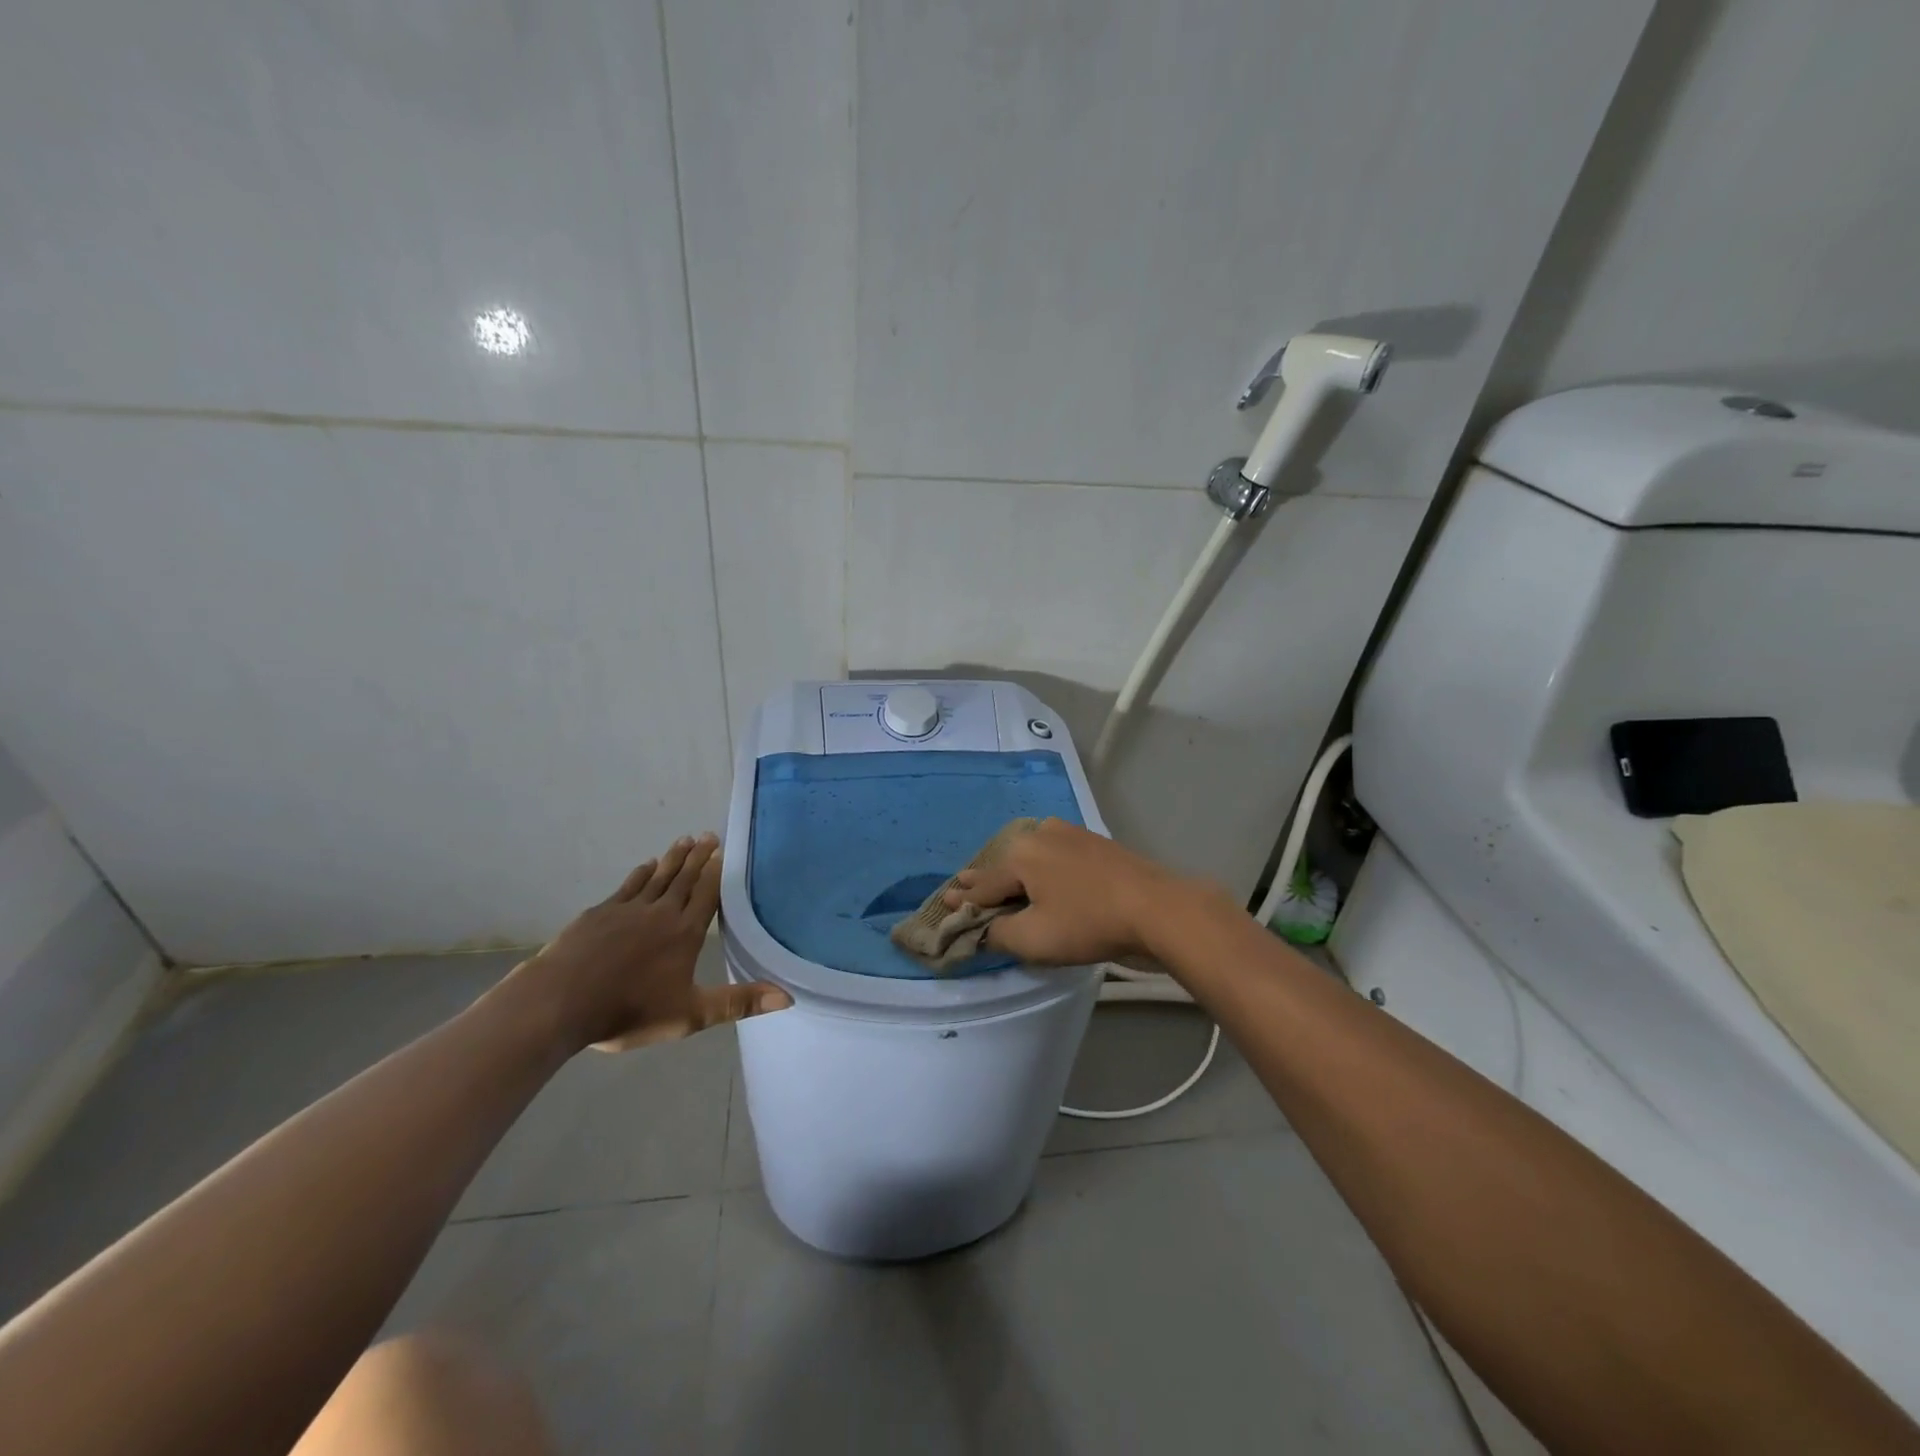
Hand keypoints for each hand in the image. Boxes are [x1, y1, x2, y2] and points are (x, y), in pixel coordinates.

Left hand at [512, 834, 791, 1052]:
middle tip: (709, 834)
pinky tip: (645, 866)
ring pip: (657, 877)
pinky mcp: (599, 913)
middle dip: (698, 857)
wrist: (559, 1003)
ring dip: (672, 858)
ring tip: (684, 839)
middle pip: (684, 879)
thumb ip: (738, 1003)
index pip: (706, 895)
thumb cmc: (628, 1010)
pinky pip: (627, 886)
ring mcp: (627, 910)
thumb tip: (788, 998)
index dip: (716, 873)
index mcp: (684, 933)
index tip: (724, 850)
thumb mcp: (690, 1015)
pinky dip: (640, 874)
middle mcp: (660, 913)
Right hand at [944, 818, 1215, 964]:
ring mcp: (1070, 833)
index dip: (963, 898)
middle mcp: (1040, 833)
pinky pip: (1054, 856)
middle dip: (985, 880)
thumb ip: (996, 933)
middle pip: (1005, 865)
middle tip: (962, 886)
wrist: (1156, 908)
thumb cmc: (1088, 923)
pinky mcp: (1094, 842)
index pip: (983, 884)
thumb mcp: (1033, 938)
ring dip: (1015, 874)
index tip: (944, 901)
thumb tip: (978, 929)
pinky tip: (1041, 876)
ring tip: (1000, 884)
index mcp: (1020, 853)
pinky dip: (1041, 869)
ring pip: (1031, 857)